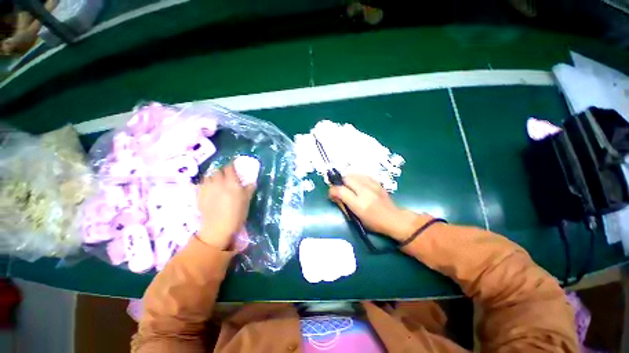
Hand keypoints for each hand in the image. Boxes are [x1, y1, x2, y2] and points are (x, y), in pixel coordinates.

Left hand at [197, 163, 255, 249]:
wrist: (218, 227)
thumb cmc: (236, 214)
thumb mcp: (247, 201)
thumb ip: (249, 189)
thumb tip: (252, 182)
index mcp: (231, 183)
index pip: (229, 168)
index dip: (232, 165)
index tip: (234, 167)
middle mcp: (218, 182)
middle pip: (218, 171)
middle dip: (222, 171)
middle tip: (226, 177)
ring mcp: (207, 188)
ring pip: (208, 176)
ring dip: (213, 177)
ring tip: (216, 182)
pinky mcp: (199, 195)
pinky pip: (201, 184)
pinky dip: (205, 184)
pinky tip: (209, 189)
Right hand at [329, 175, 420, 240]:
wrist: (394, 219)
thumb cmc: (373, 223)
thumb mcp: (355, 218)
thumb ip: (343, 205)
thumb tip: (334, 195)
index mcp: (359, 205)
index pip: (340, 191)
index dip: (332, 190)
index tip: (332, 194)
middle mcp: (365, 192)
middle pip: (346, 178)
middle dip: (340, 182)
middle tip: (340, 189)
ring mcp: (372, 186)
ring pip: (354, 174)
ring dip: (347, 179)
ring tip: (348, 186)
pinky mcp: (377, 182)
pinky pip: (362, 175)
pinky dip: (356, 177)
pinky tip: (357, 183)